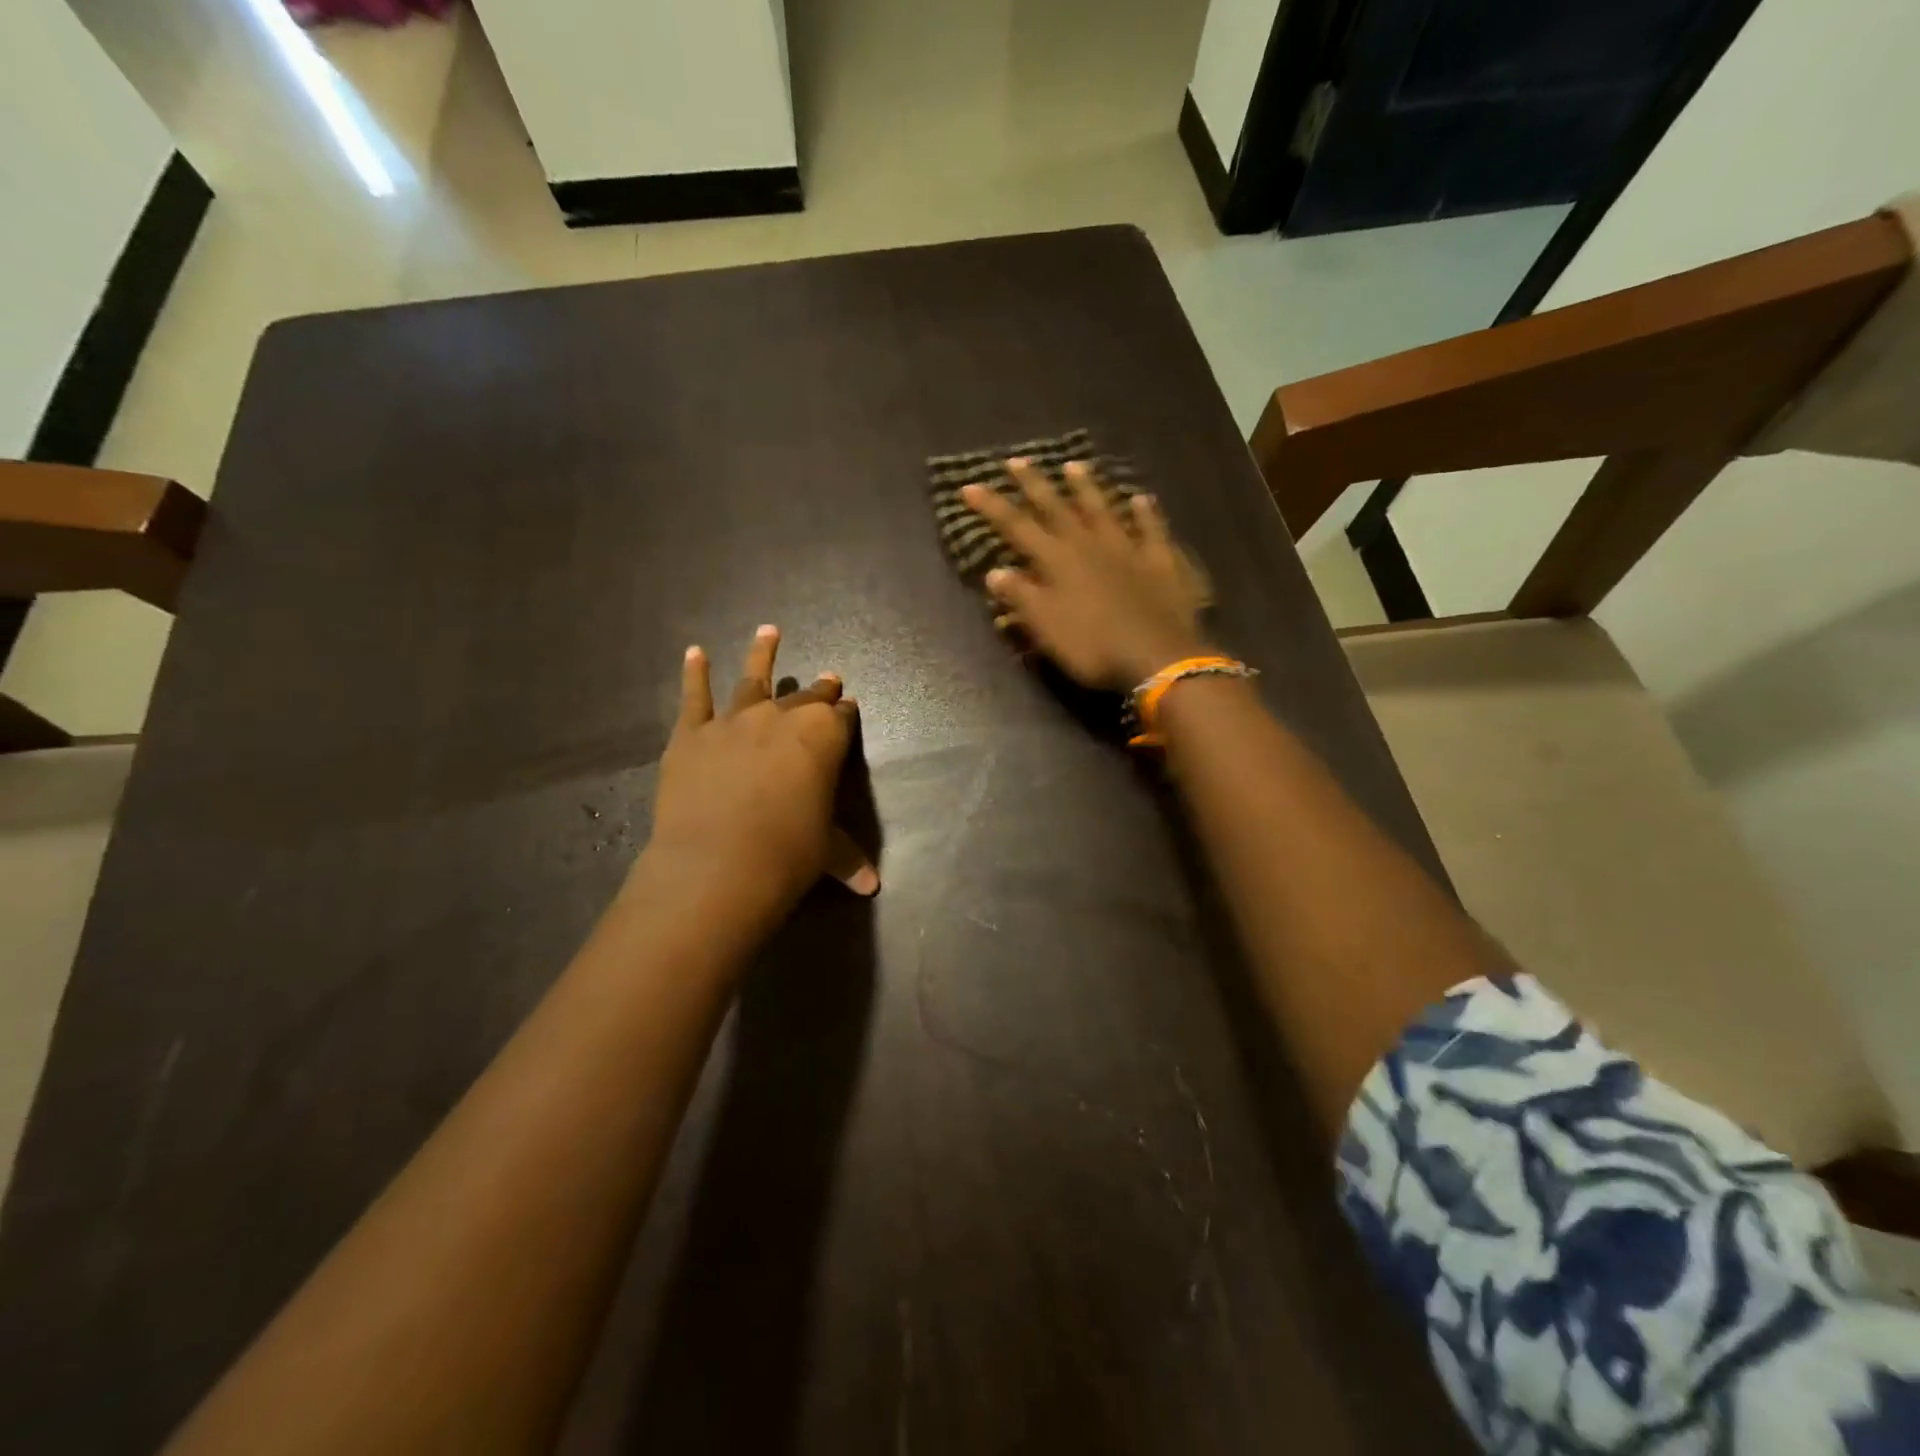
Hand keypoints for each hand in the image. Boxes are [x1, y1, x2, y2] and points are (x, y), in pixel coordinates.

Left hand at [643, 626, 877, 924]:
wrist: (717, 865)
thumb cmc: (787, 855)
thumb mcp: (826, 852)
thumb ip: (848, 858)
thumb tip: (872, 886)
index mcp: (824, 737)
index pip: (841, 718)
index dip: (846, 714)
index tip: (848, 707)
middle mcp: (782, 717)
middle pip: (806, 697)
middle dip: (819, 689)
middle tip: (827, 679)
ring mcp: (734, 719)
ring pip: (753, 678)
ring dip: (763, 653)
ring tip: (768, 630)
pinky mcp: (692, 733)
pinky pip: (694, 695)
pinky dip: (694, 673)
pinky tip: (695, 652)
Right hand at [961, 459, 1210, 689]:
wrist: (1157, 656)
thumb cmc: (1092, 646)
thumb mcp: (1045, 627)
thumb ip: (1021, 597)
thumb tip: (994, 571)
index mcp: (1057, 560)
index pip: (1017, 527)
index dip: (992, 506)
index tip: (969, 486)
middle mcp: (1089, 544)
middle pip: (1057, 507)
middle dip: (1034, 484)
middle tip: (1017, 460)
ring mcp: (1127, 548)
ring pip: (1102, 509)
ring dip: (1086, 488)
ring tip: (1074, 466)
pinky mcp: (1159, 561)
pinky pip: (1151, 529)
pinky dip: (1146, 513)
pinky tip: (1141, 498)